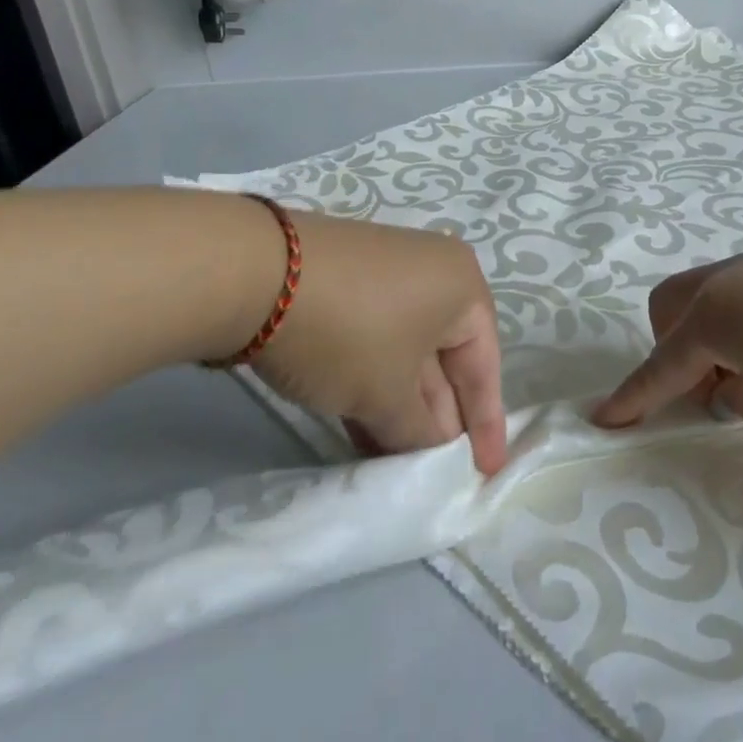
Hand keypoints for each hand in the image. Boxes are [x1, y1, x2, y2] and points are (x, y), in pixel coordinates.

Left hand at [247, 212, 507, 473]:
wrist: (255, 274)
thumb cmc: (348, 333)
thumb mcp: (388, 395)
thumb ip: (420, 431)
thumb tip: (435, 445)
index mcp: (463, 285)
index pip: (485, 364)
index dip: (487, 423)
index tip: (486, 471)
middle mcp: (433, 270)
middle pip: (446, 356)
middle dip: (438, 416)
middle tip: (433, 470)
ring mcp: (387, 271)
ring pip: (406, 350)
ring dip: (401, 405)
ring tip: (393, 460)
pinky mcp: (347, 279)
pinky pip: (376, 337)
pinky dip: (374, 380)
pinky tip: (360, 425)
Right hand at [593, 249, 742, 434]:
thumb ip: (735, 395)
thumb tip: (727, 379)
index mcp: (711, 316)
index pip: (660, 366)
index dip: (631, 398)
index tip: (600, 419)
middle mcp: (725, 279)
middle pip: (669, 307)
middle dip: (670, 348)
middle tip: (707, 389)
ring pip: (705, 293)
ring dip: (706, 332)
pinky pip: (740, 288)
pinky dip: (739, 318)